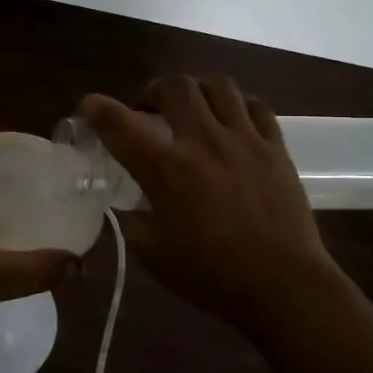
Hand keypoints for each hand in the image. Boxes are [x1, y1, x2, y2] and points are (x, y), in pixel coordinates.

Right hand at [81, 76, 341, 332]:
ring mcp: (244, 140)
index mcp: (165, 170)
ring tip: (191, 110)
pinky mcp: (275, 148)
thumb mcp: (152, 253)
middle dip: (153, 91)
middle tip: (149, 111)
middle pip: (174, 86)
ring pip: (217, 85)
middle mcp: (202, 142)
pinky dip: (236, 106)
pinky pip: (256, 106)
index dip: (97, 108)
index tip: (89, 107)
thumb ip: (134, 218)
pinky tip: (231, 123)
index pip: (119, 124)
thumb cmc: (210, 275)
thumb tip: (128, 202)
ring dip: (195, 91)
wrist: (282, 286)